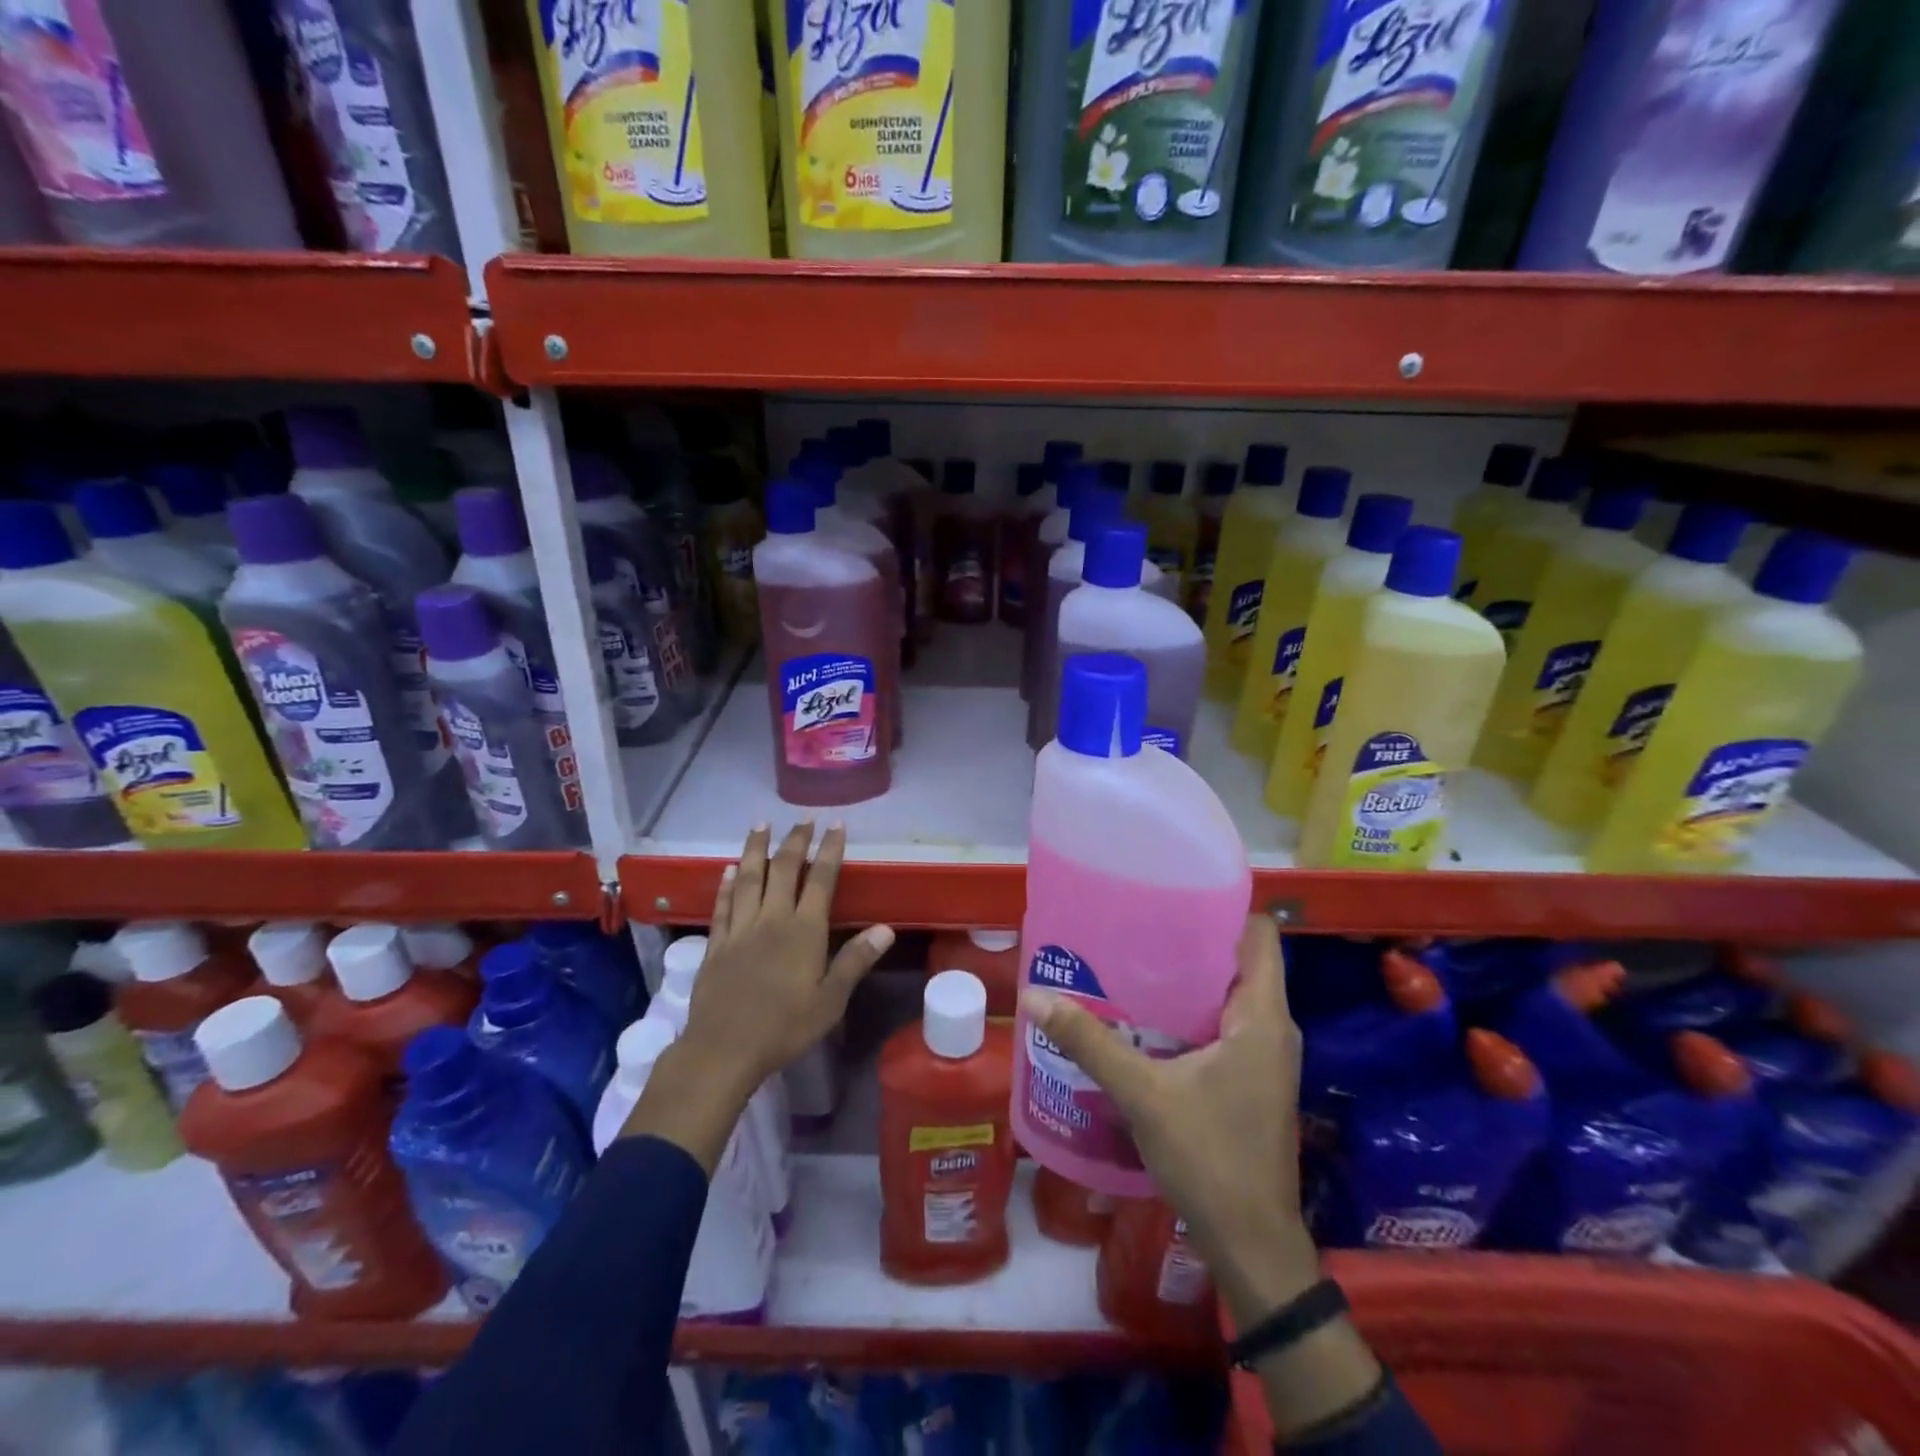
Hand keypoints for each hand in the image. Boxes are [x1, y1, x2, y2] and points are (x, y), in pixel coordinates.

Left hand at [684, 822, 893, 1096]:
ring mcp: (740, 929)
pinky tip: (728, 870)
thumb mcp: (830, 1000)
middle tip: (803, 818)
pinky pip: (722, 905)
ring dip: (756, 849)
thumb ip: (855, 960)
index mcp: (803, 930)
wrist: (723, 1049)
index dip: (830, 850)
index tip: (836, 825)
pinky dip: (726, 884)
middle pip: (784, 870)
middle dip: (796, 841)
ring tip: (761, 824)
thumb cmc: (785, 1027)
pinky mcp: (716, 944)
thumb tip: (885, 928)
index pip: (821, 880)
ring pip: (748, 878)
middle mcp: (771, 919)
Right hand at [1021, 914, 1317, 1324]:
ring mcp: (1265, 1056)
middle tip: (1135, 924)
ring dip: (1189, 978)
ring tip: (1133, 961)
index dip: (1222, 906)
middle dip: (1191, 939)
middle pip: (1240, 959)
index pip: (1259, 934)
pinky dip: (1192, 1010)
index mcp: (1263, 1017)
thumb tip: (1035, 996)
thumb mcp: (1143, 1094)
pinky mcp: (1253, 1079)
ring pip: (1231, 994)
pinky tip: (1146, 1016)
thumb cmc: (1210, 1159)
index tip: (1172, 893)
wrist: (1252, 1246)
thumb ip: (1090, 1042)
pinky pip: (1225, 1023)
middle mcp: (1273, 1028)